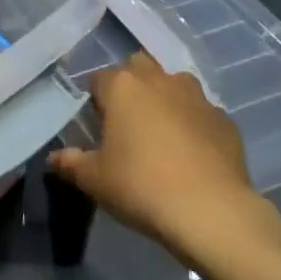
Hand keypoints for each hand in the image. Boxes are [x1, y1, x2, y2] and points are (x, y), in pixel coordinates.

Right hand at [50, 54, 280, 270]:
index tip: (96, 128)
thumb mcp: (94, 180)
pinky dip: (194, 124)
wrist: (211, 211)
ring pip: (175, 84)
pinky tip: (192, 155)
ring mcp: (198, 97)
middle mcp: (160, 81)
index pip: (99, 79)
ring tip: (162, 135)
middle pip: (139, 68)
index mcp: (123, 87)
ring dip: (165, 99)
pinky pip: (202, 113)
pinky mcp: (226, 120)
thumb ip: (71, 163)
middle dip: (132, 87)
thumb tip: (54, 158)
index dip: (95, 101)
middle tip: (127, 124)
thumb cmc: (141, 186)